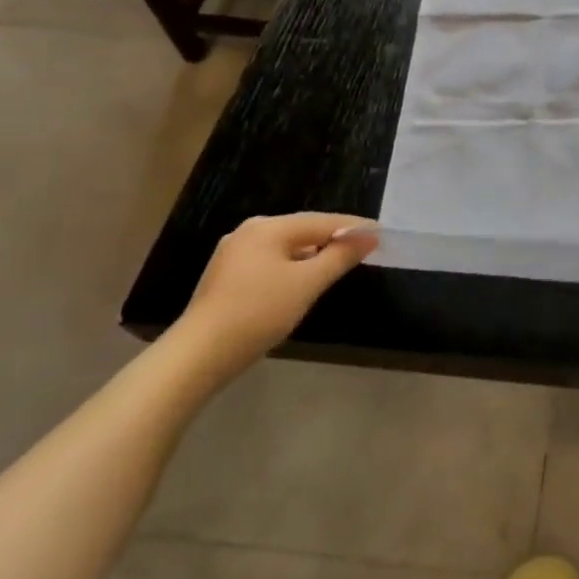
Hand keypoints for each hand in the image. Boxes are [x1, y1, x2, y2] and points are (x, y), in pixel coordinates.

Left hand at [175, 213, 378, 374]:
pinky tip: (303, 282)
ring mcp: (233, 254)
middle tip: (364, 248)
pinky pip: (271, 262)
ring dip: (314, 255)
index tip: (381, 233)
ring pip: (286, 248)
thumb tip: (369, 236)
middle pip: (303, 230)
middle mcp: (249, 232)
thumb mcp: (307, 284)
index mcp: (268, 227)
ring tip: (339, 265)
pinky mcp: (226, 278)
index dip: (353, 227)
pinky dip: (293, 267)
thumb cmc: (258, 313)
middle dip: (333, 239)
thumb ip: (340, 256)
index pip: (322, 221)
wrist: (198, 357)